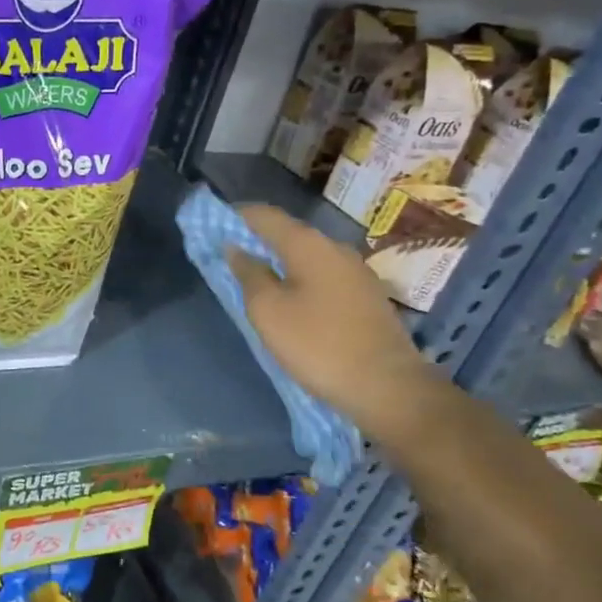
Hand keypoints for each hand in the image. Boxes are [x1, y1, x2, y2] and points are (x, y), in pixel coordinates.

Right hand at [225, 203, 438, 436]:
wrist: (387, 386)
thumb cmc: (318, 344)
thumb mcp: (268, 311)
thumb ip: (249, 274)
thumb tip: (236, 249)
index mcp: (309, 244)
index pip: (265, 215)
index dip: (236, 216)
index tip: (213, 226)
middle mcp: (335, 248)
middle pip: (288, 234)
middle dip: (258, 241)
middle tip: (231, 257)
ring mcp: (356, 272)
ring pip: (308, 256)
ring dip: (280, 262)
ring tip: (258, 281)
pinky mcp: (367, 296)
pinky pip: (324, 276)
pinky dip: (301, 279)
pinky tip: (292, 299)